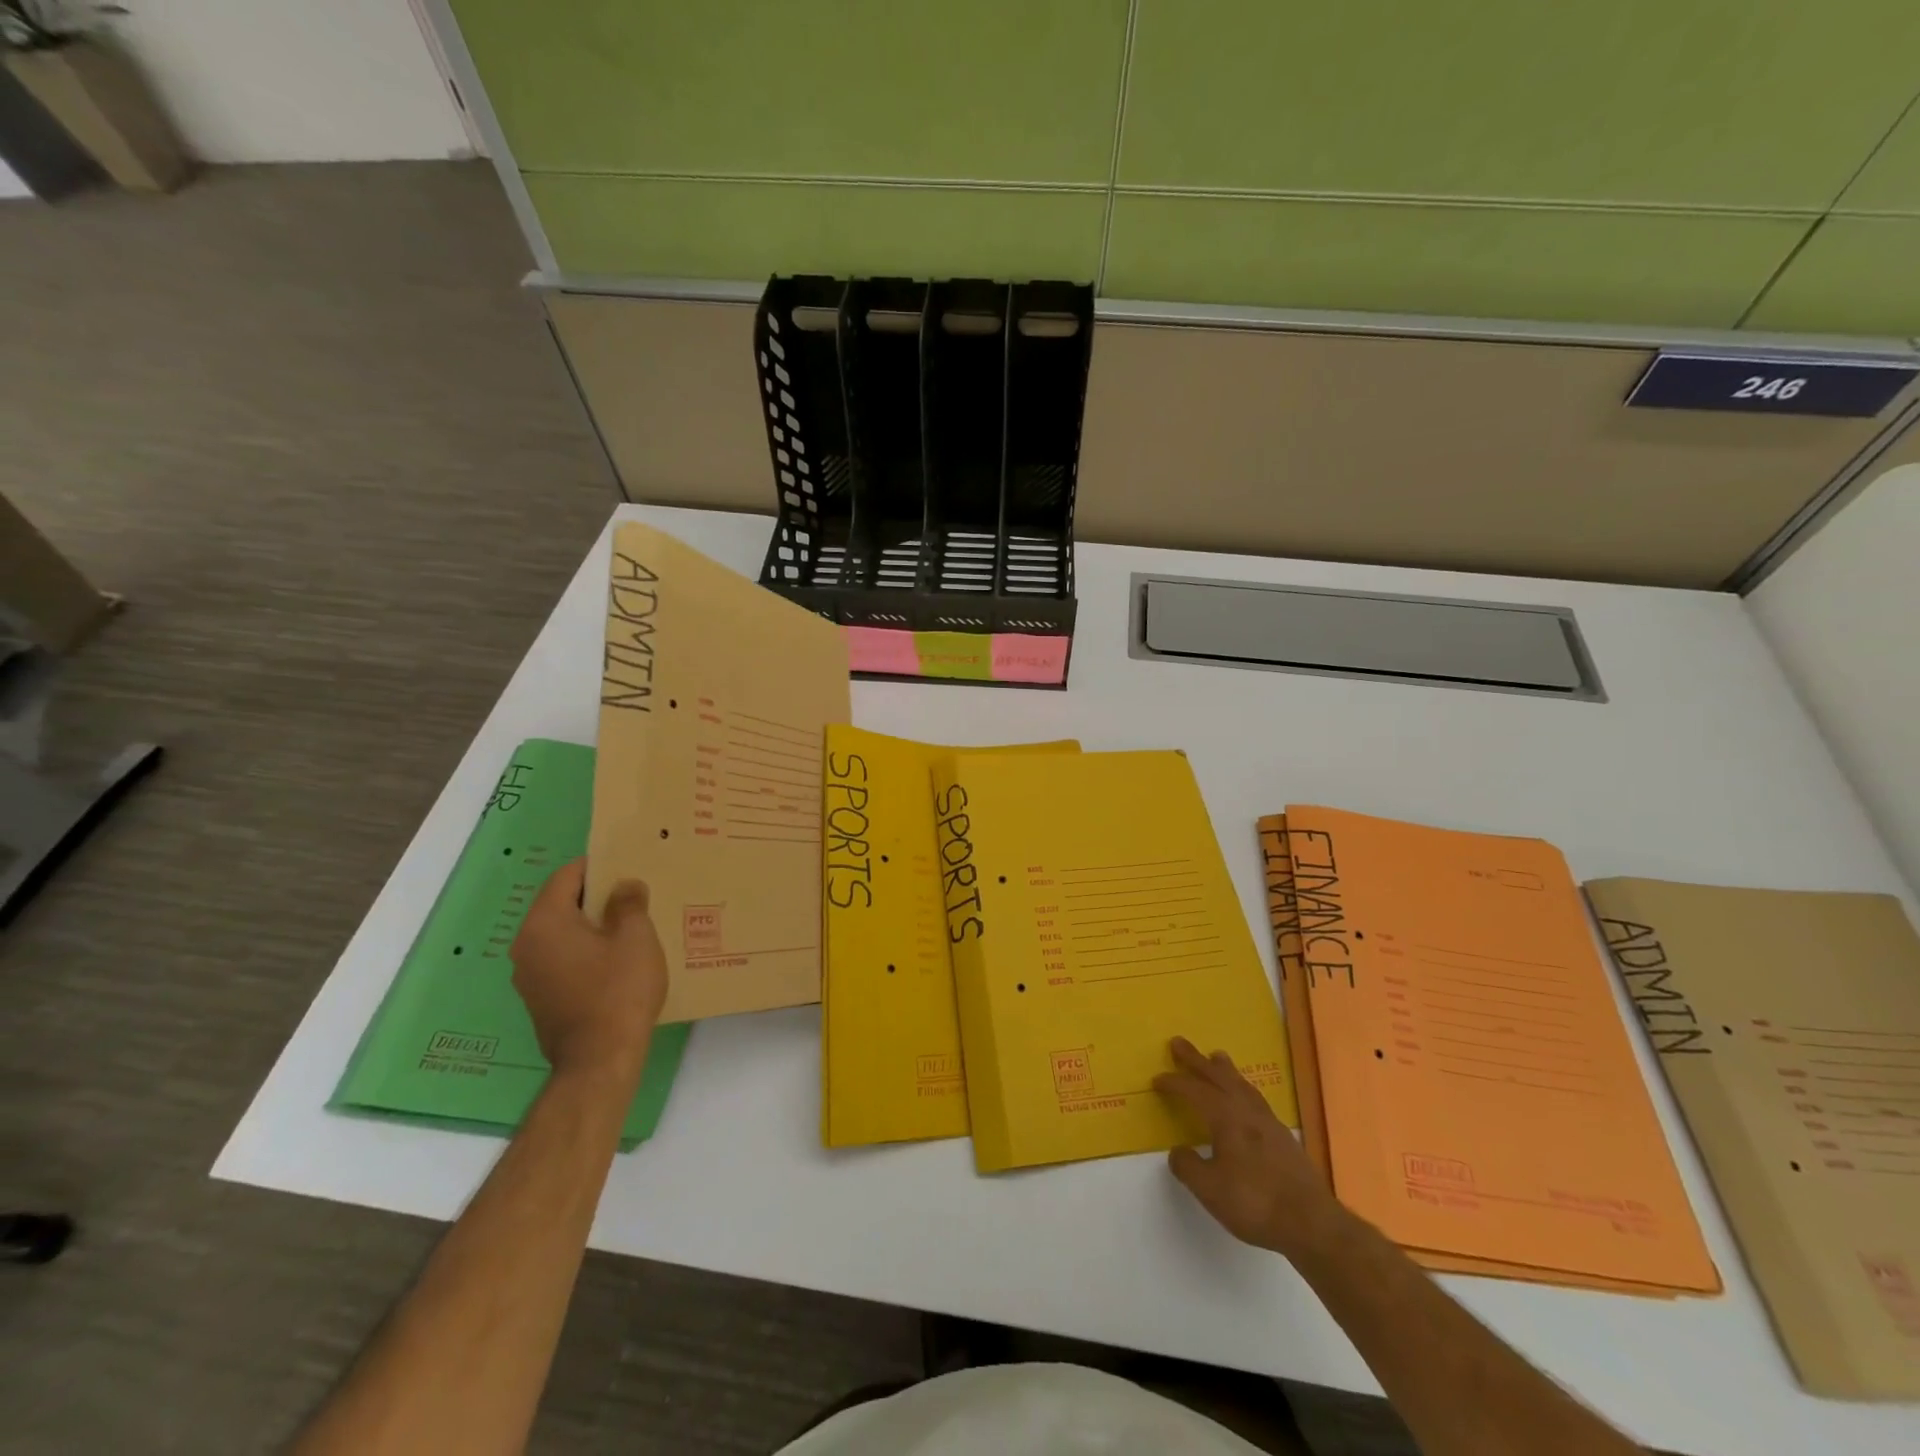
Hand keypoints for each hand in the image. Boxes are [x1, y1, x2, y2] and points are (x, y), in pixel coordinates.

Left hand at [510, 860, 668, 1082]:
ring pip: (560, 934)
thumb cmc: (618, 990)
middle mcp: (526, 945)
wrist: (599, 1060)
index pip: (565, 877)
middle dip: (595, 896)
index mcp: (544, 923)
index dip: (596, 866)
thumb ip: (629, 903)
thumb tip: (624, 885)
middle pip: (559, 905)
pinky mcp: (539, 999)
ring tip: (628, 925)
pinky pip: (561, 959)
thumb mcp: (636, 937)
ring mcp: (528, 976)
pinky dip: (584, 950)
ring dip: (590, 925)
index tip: (625, 865)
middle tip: (632, 893)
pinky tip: (615, 960)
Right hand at [1154, 1036, 1346, 1259]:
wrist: (1312, 1224)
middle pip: (1218, 1077)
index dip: (1174, 1084)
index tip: (1157, 1081)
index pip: (1194, 1091)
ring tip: (1215, 1056)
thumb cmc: (1255, 1203)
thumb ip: (1188, 1167)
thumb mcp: (1210, 1190)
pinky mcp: (1282, 1137)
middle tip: (1178, 1043)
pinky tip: (1244, 1096)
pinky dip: (1242, 1087)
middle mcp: (1246, 1111)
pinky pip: (1255, 1098)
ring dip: (1223, 1069)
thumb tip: (1178, 1151)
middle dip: (1196, 1060)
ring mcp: (1268, 1122)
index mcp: (1225, 1117)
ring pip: (1241, 1084)